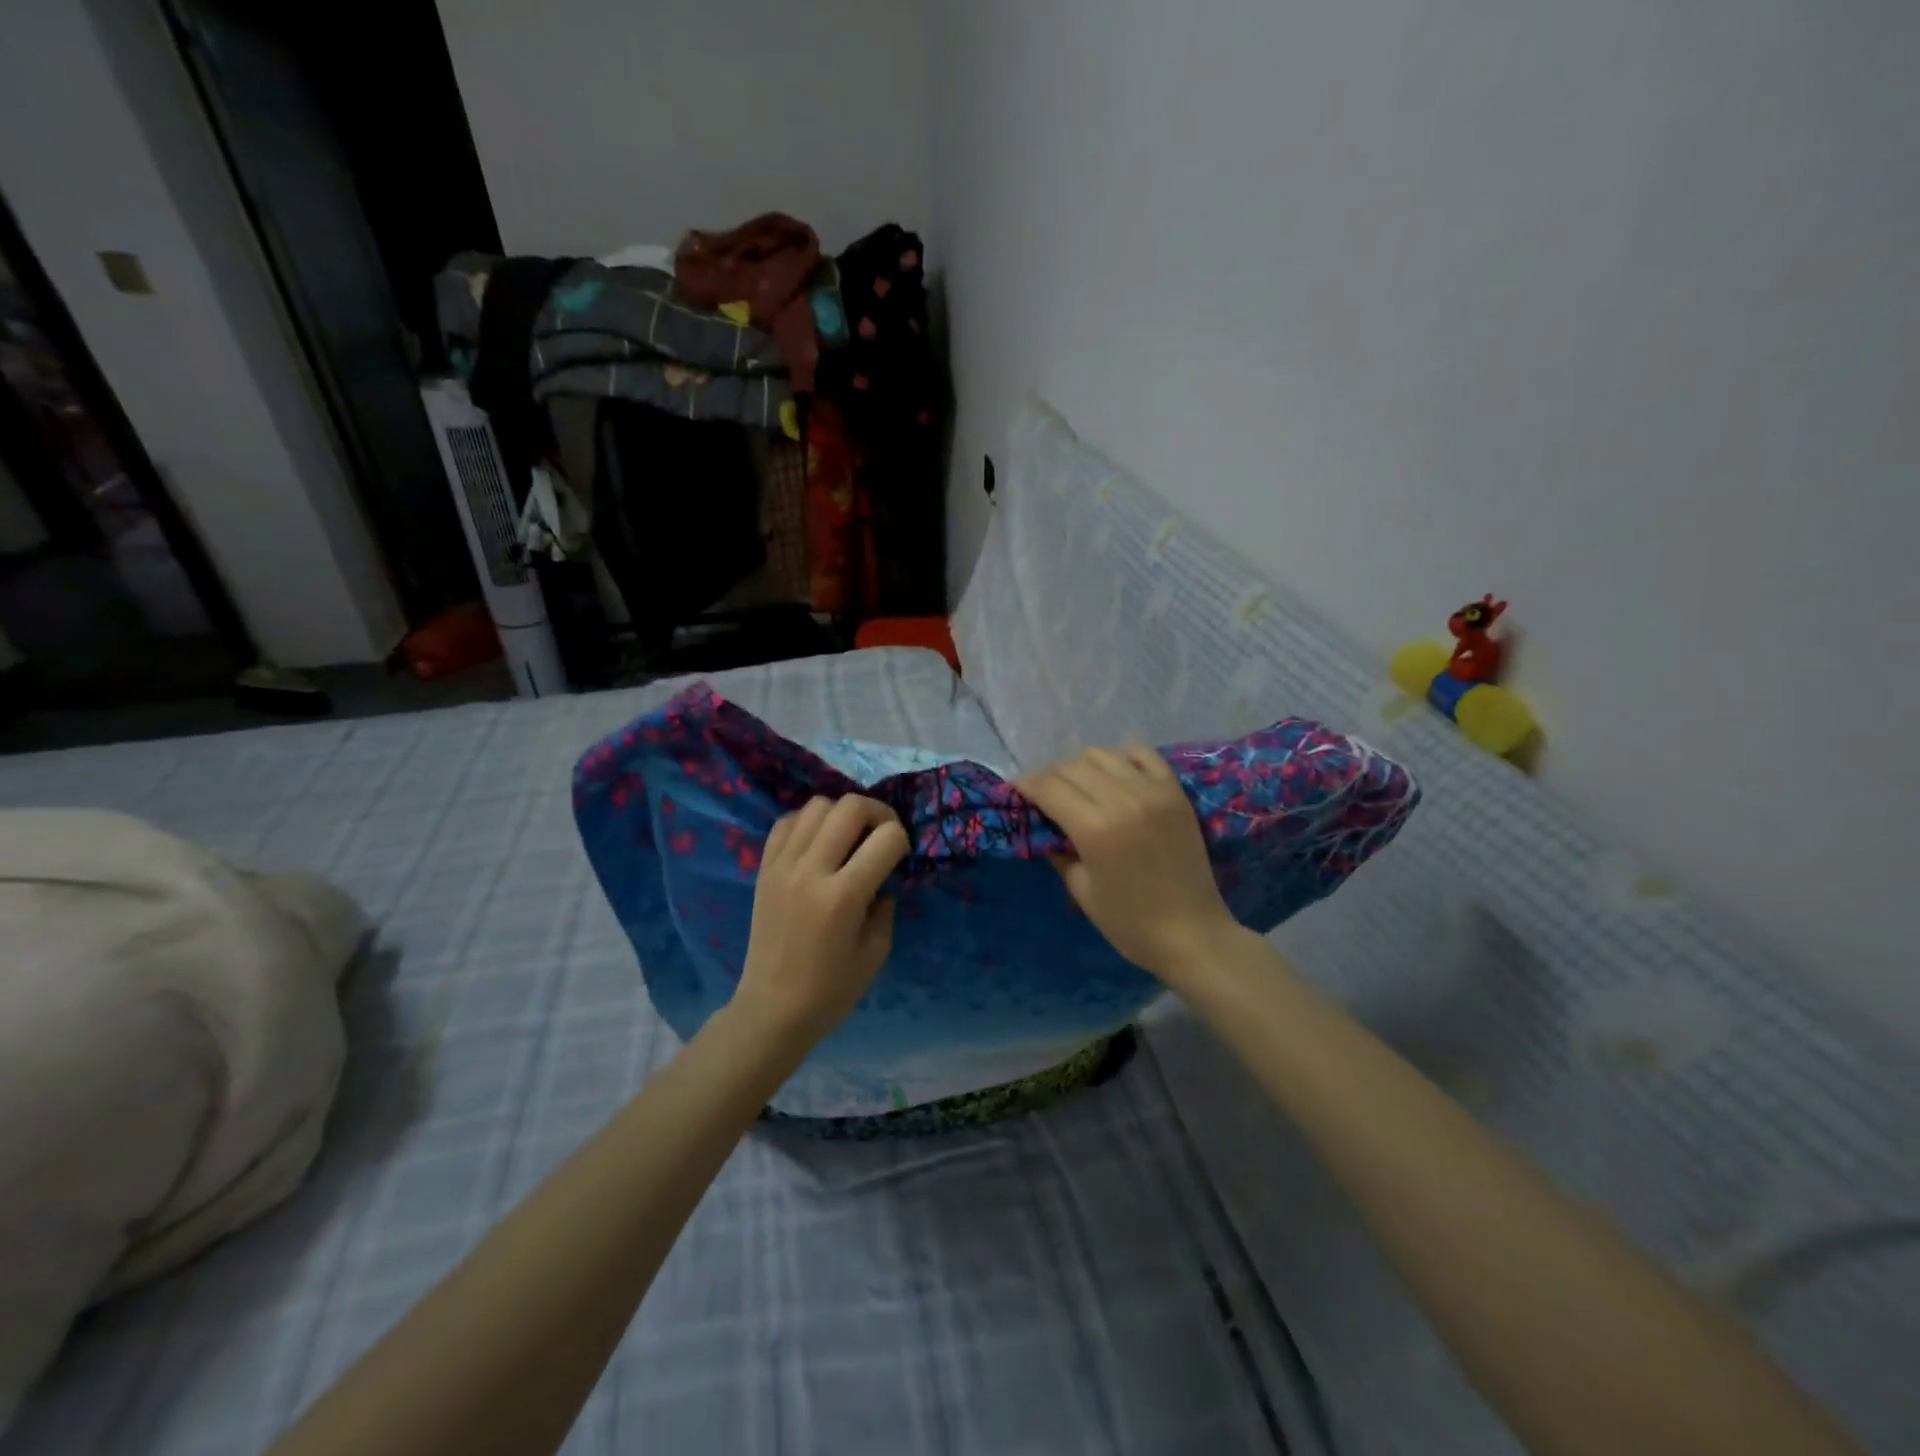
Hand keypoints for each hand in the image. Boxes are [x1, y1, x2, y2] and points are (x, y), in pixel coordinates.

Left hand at [733, 795, 909, 1045]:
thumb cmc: (830, 990)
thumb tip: (883, 878)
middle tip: (882, 834)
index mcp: (843, 896)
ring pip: (817, 804)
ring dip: (841, 814)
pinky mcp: (764, 868)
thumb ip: (885, 907)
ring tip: (848, 837)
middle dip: (878, 812)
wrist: (772, 1008)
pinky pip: (787, 821)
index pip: (887, 837)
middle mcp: (811, 870)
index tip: (901, 857)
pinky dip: (808, 822)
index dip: (903, 840)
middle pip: (850, 806)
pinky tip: (818, 843)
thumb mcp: (876, 952)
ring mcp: (782, 865)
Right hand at [1018, 747, 1239, 985]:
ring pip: (1103, 755)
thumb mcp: (1081, 890)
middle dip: (1050, 777)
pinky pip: (1143, 755)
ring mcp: (1153, 792)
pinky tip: (1115, 776)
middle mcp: (1123, 800)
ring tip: (1079, 787)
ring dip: (1082, 767)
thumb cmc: (1129, 923)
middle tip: (1044, 795)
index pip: (1049, 787)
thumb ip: (1058, 850)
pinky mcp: (1175, 792)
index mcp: (1095, 829)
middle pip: (1072, 767)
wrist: (1192, 934)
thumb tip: (1042, 824)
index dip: (1026, 785)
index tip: (1016, 790)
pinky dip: (1122, 758)